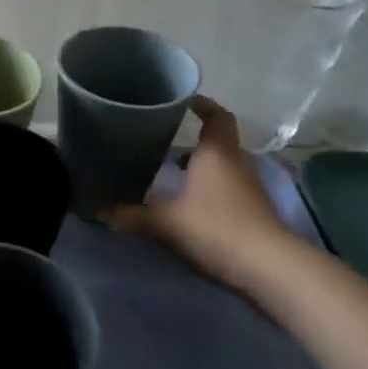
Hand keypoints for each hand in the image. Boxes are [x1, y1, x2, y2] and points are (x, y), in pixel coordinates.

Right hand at [104, 97, 295, 292]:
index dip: (202, 105)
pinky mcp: (254, 209)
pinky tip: (187, 201)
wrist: (268, 267)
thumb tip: (98, 212)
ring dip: (201, 165)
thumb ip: (131, 215)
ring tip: (170, 171)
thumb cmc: (215, 227)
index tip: (184, 101)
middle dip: (193, 139)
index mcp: (216, 153)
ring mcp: (249, 187)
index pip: (216, 116)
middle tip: (161, 140)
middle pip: (218, 141)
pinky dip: (209, 186)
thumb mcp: (165, 222)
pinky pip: (228, 186)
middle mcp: (236, 162)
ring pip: (223, 165)